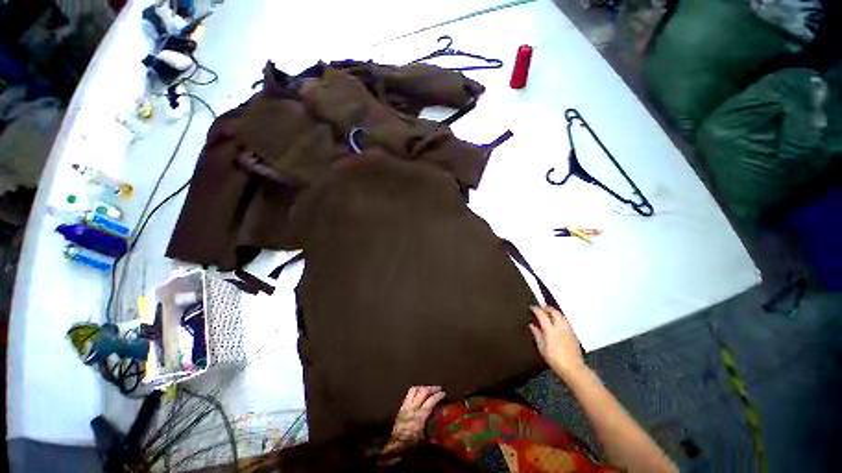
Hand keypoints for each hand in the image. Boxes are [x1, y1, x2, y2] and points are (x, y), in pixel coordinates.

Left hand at [383, 386, 445, 454]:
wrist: (393, 447)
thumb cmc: (409, 446)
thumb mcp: (424, 443)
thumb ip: (434, 436)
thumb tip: (444, 435)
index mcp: (419, 417)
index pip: (430, 401)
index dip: (438, 396)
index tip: (444, 393)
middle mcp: (412, 408)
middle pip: (423, 392)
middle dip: (432, 388)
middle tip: (438, 388)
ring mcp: (406, 406)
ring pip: (414, 390)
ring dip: (423, 387)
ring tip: (429, 389)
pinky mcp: (401, 407)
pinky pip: (409, 394)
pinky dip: (416, 391)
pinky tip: (419, 394)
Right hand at [528, 306, 586, 377]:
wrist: (573, 368)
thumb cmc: (555, 359)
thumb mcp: (542, 348)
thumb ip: (537, 334)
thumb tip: (531, 325)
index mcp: (550, 330)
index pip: (542, 315)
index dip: (536, 309)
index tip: (532, 307)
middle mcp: (560, 327)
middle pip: (554, 311)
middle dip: (546, 307)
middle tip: (540, 307)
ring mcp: (568, 329)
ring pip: (561, 315)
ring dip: (554, 311)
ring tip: (548, 313)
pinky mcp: (573, 333)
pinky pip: (565, 321)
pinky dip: (559, 317)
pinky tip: (557, 321)